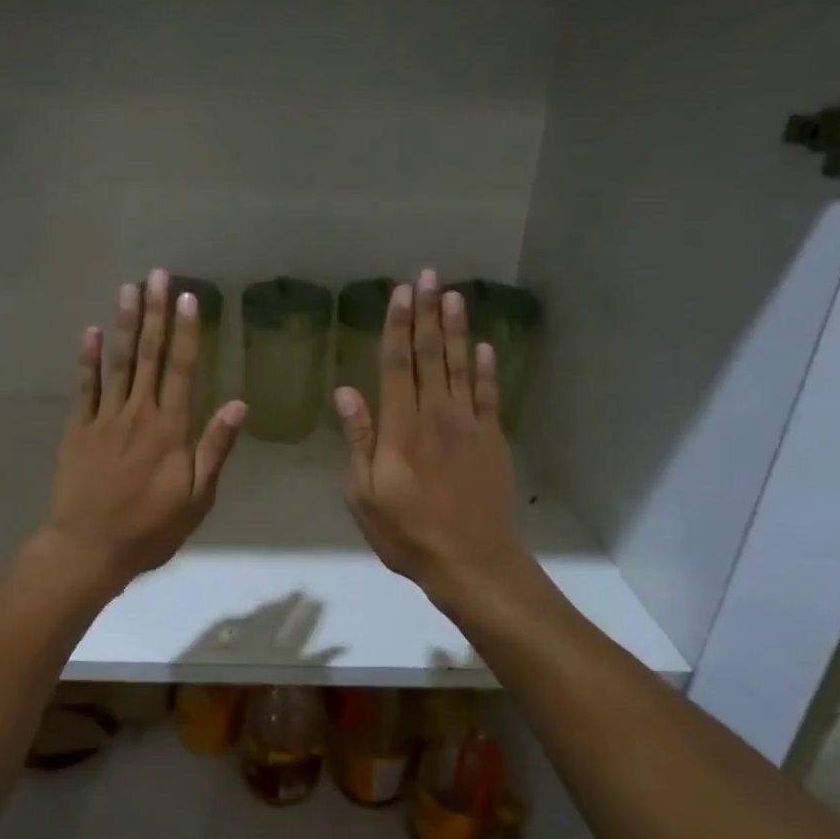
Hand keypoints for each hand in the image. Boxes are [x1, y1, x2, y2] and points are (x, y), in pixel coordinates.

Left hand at [44, 269, 245, 588]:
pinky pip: (85, 387)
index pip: (182, 369)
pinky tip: (91, 331)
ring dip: (125, 323)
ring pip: (118, 362)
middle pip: (149, 355)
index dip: (187, 332)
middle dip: (155, 313)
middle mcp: (139, 414)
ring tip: (129, 288)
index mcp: (171, 429)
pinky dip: (89, 358)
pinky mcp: (79, 429)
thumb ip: (215, 448)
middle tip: (157, 275)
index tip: (189, 298)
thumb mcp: (197, 498)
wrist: (89, 548)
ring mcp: (105, 418)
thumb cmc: (151, 528)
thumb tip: (239, 405)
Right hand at [335, 270, 530, 608]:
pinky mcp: (493, 440)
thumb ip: (359, 439)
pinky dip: (486, 369)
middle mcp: (436, 416)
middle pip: (431, 356)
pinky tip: (484, 347)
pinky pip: (490, 395)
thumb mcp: (364, 493)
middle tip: (428, 277)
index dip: (398, 326)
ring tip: (453, 296)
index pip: (397, 365)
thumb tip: (346, 392)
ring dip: (456, 330)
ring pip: (461, 367)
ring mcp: (469, 426)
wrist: (472, 561)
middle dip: (427, 314)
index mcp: (400, 427)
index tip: (400, 293)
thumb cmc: (406, 532)